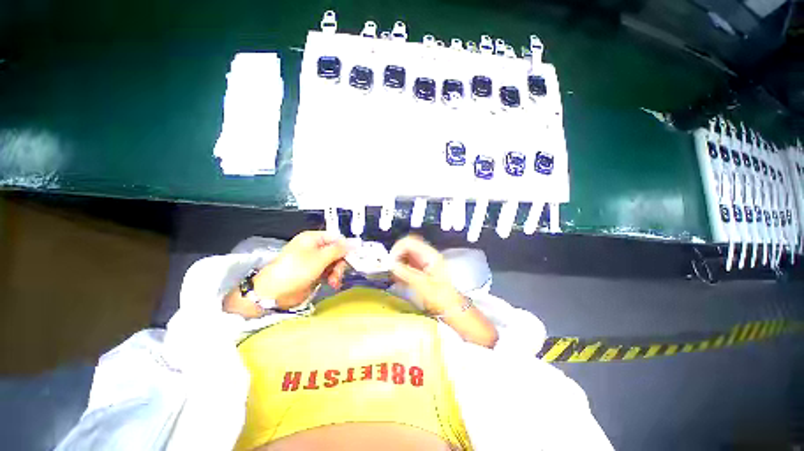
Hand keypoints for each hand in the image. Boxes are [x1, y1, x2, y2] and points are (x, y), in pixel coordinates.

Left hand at [253, 231, 348, 309]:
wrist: (274, 293)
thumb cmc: (296, 270)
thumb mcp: (320, 258)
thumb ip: (338, 250)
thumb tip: (354, 242)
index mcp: (313, 238)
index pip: (336, 238)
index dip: (346, 247)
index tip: (353, 258)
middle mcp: (315, 247)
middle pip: (337, 251)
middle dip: (340, 263)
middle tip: (339, 273)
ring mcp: (314, 261)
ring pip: (334, 263)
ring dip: (337, 272)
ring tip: (334, 282)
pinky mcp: (314, 272)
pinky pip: (329, 271)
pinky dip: (332, 277)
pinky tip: (333, 284)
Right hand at [389, 235, 464, 314]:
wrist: (450, 310)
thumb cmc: (439, 298)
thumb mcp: (421, 285)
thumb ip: (405, 272)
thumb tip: (391, 264)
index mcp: (430, 255)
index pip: (408, 242)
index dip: (396, 250)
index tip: (389, 263)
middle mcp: (428, 255)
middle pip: (406, 246)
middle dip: (396, 256)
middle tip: (390, 268)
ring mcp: (425, 261)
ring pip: (406, 254)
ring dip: (397, 263)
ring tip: (394, 275)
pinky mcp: (422, 269)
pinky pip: (408, 263)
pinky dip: (401, 269)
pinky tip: (399, 279)